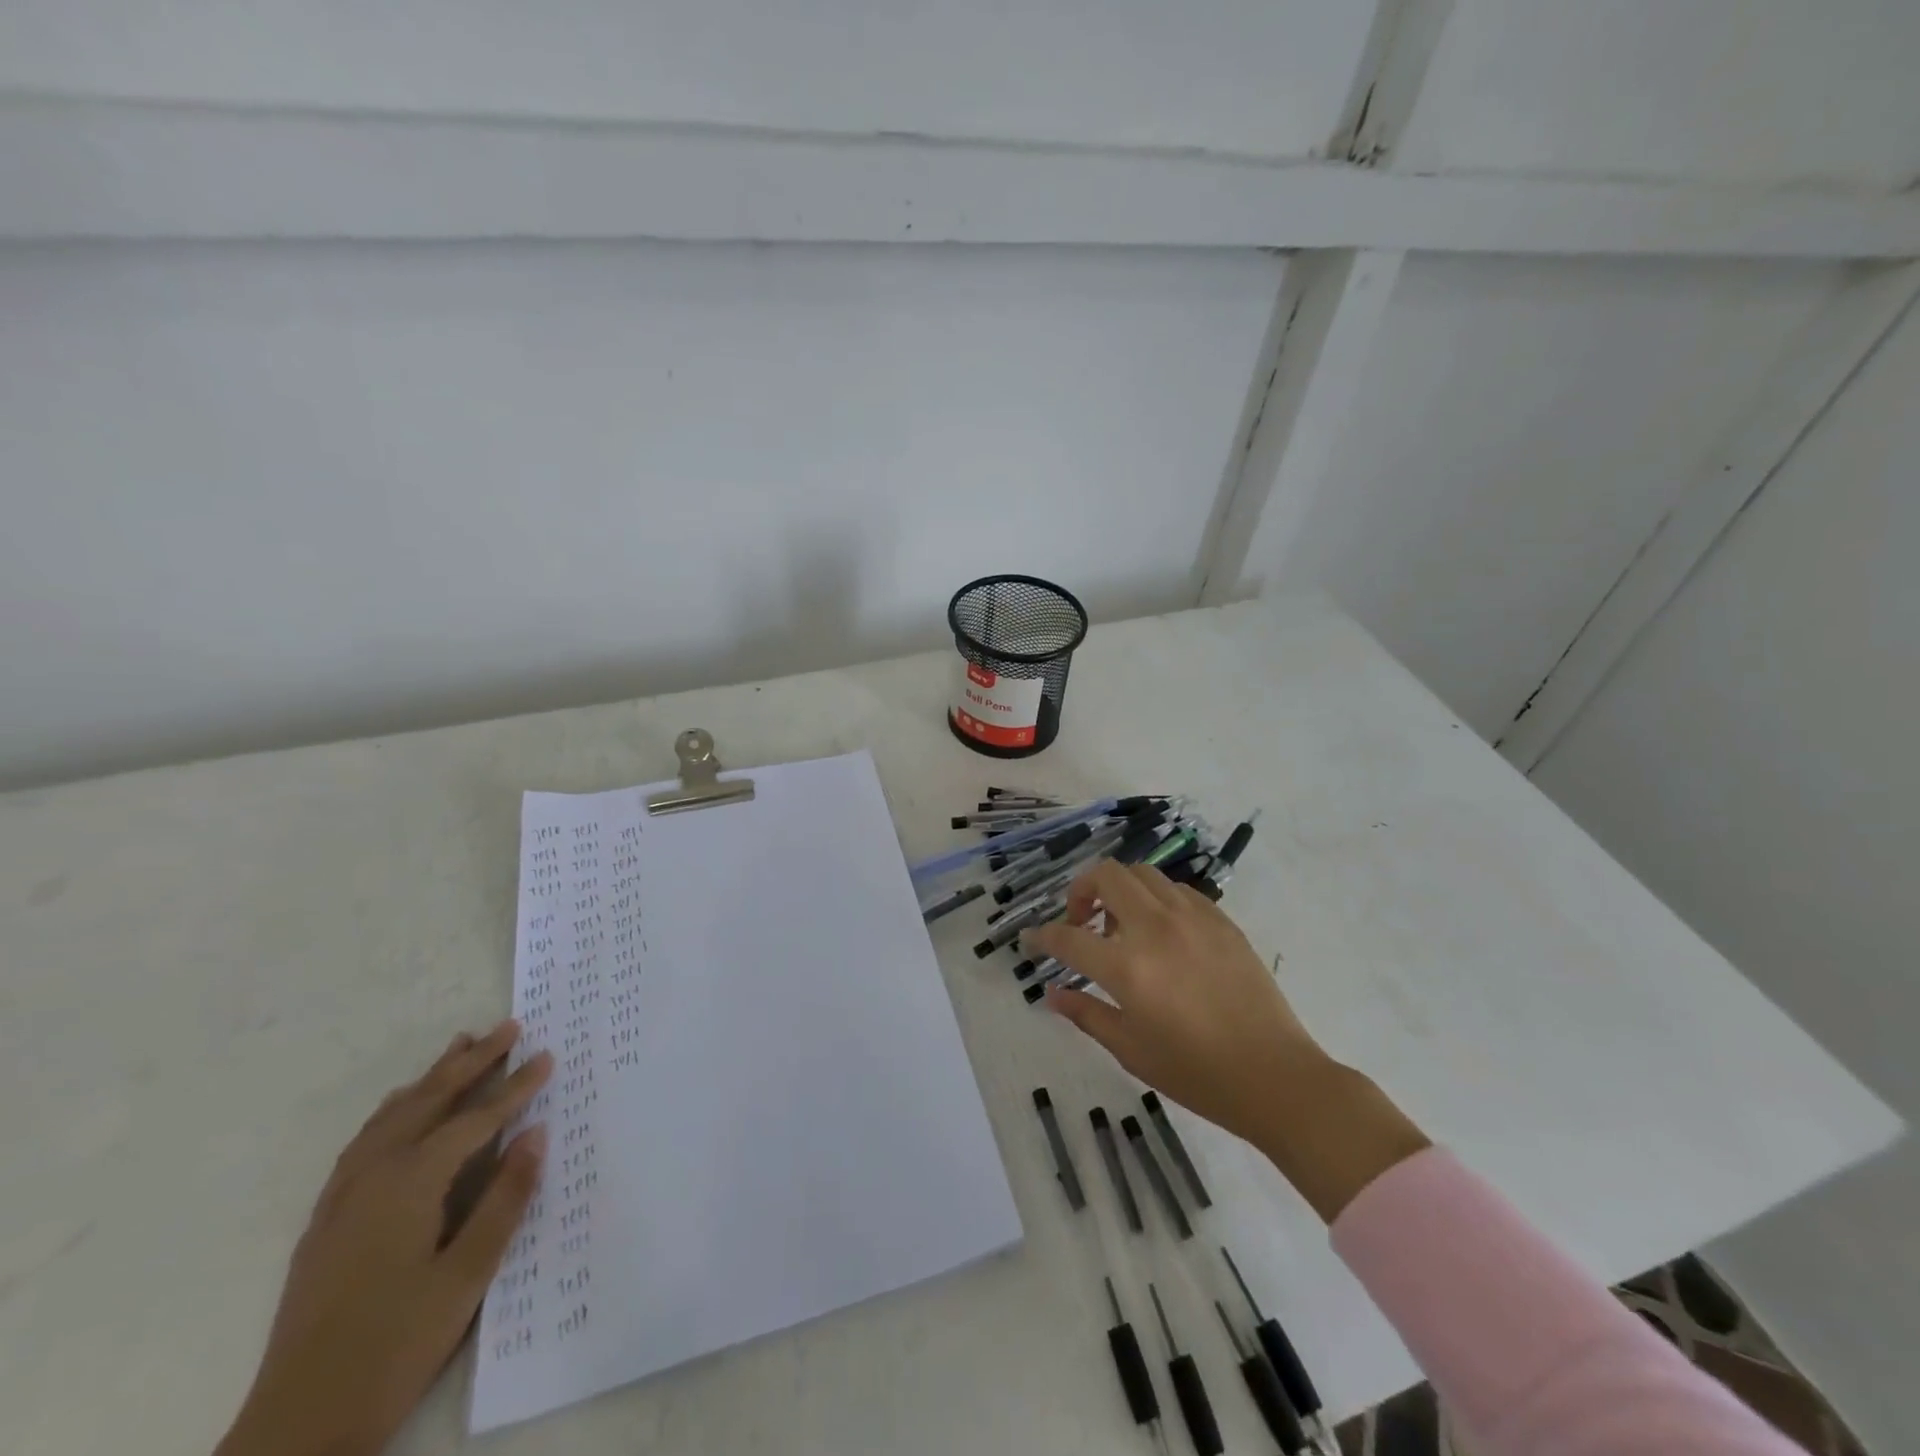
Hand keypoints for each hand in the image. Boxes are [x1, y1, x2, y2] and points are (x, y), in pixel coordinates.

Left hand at [217, 1020, 553, 1455]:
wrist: (297, 1426)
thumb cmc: (395, 1346)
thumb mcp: (467, 1275)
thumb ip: (505, 1198)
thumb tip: (536, 1133)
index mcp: (410, 1184)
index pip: (475, 1119)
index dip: (515, 1086)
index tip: (547, 1055)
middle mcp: (373, 1176)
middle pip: (429, 1101)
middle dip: (472, 1061)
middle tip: (507, 1026)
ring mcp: (342, 1198)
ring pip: (393, 1116)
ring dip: (430, 1078)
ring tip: (458, 1047)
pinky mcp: (326, 1221)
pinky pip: (365, 1141)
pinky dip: (394, 1111)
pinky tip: (400, 1111)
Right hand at [1026, 863, 1427, 1221]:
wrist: (1276, 1076)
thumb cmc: (1197, 1073)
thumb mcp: (1131, 1050)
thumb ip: (1087, 1013)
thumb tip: (1052, 994)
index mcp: (1127, 966)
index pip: (1067, 937)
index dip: (1042, 937)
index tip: (1032, 941)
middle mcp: (1156, 928)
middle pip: (1105, 875)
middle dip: (1080, 890)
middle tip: (1080, 921)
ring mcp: (1192, 918)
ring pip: (1143, 874)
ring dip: (1120, 890)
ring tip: (1121, 925)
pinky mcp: (1221, 920)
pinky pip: (1177, 890)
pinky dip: (1156, 899)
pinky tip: (1161, 931)